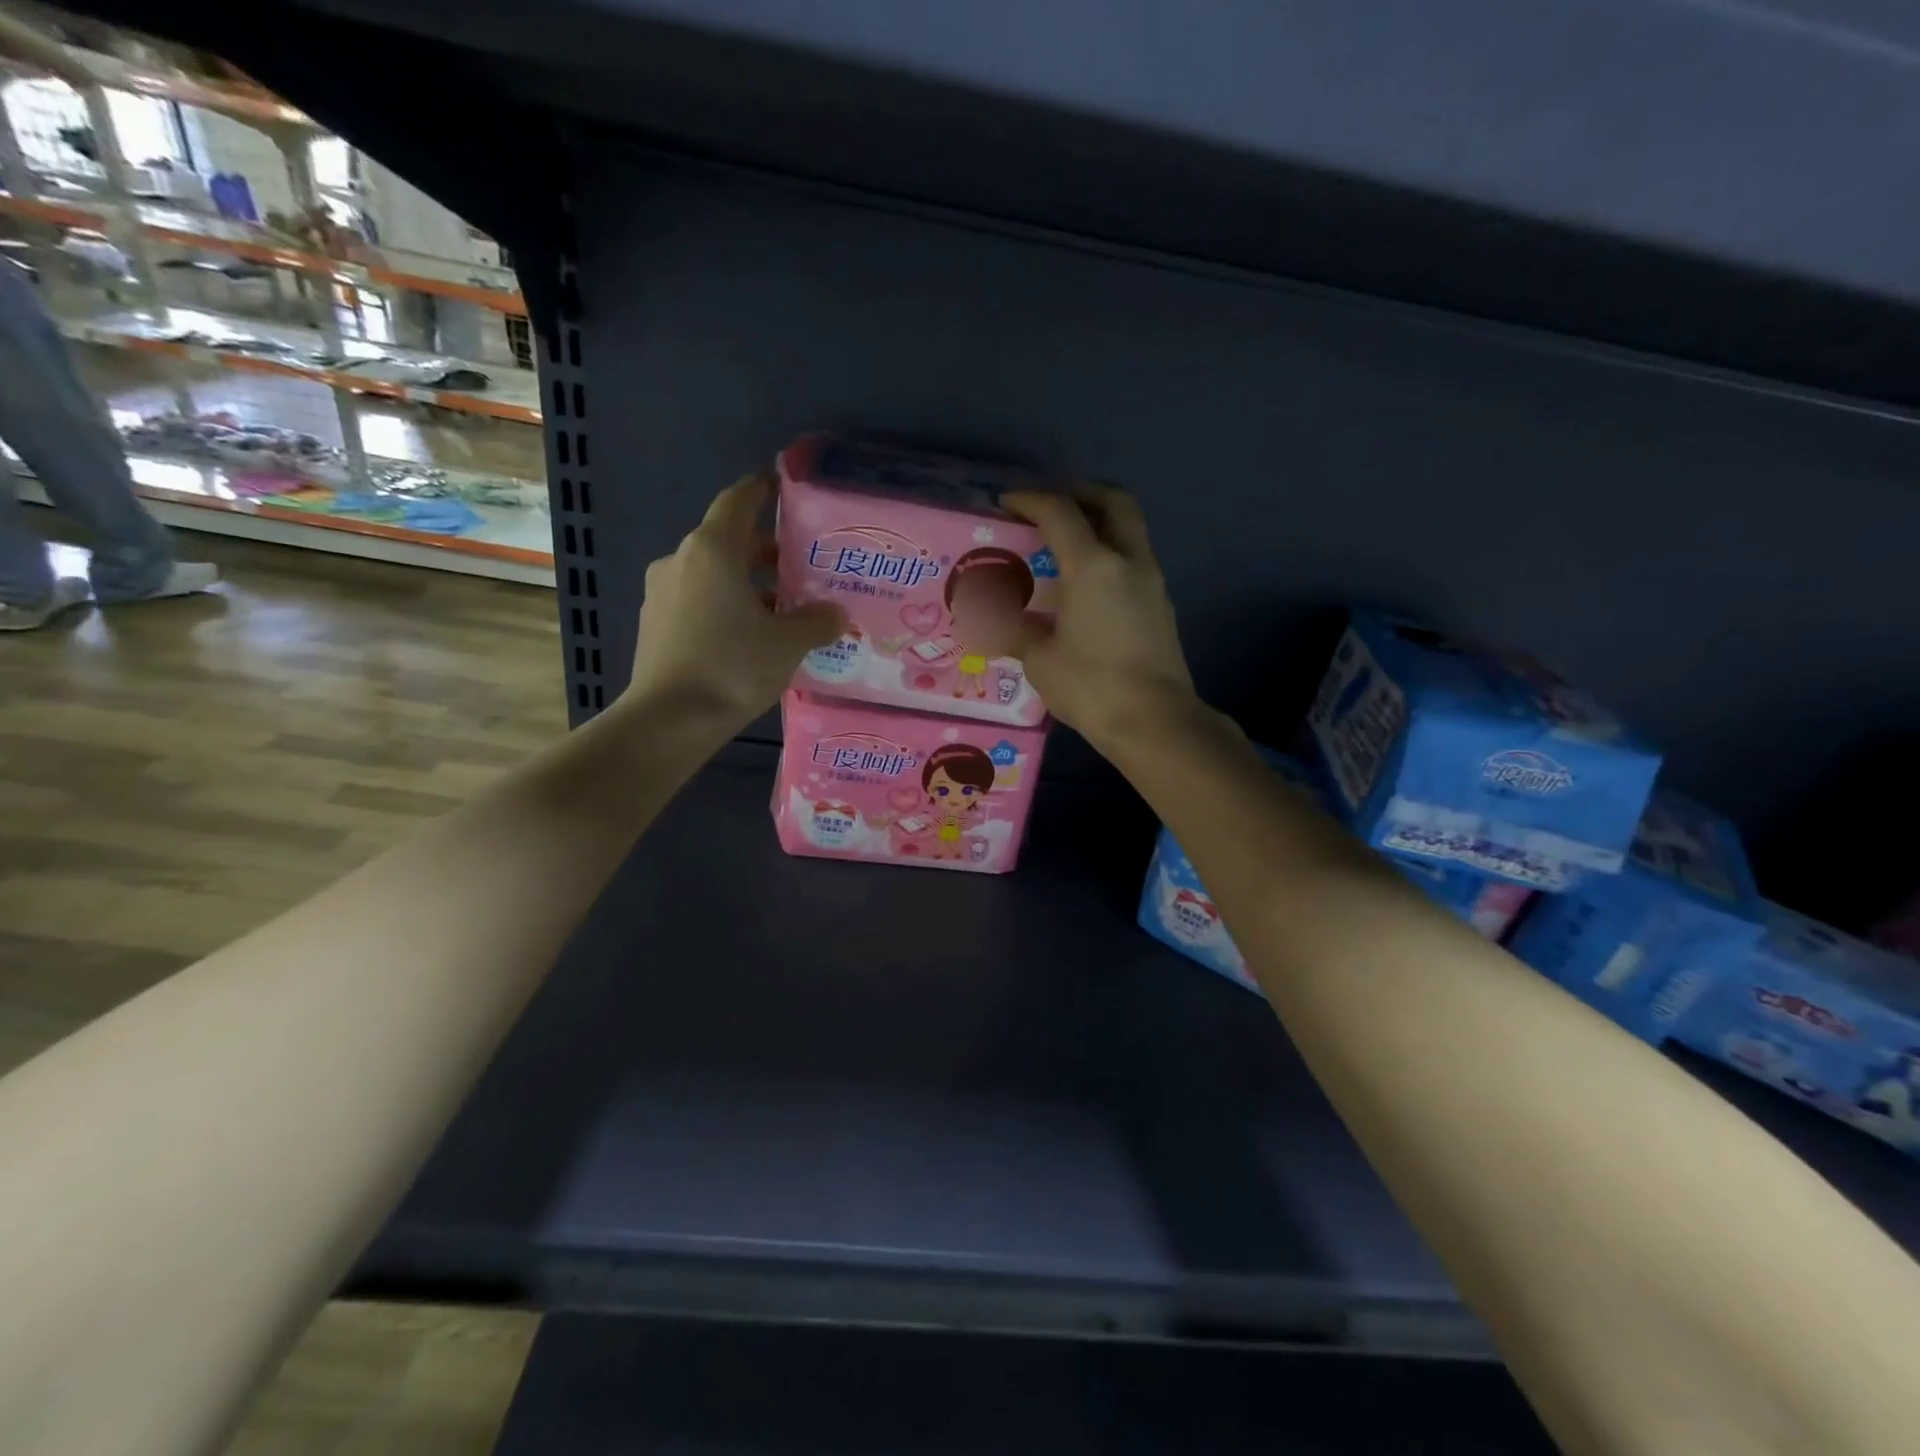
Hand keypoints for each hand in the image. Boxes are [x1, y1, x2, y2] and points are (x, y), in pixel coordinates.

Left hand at [624, 473, 844, 730]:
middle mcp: (681, 560)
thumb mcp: (788, 643)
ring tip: (783, 609)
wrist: (669, 719)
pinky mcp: (655, 623)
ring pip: (713, 574)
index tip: (783, 486)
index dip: (762, 489)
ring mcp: (662, 592)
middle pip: (729, 541)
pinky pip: (698, 600)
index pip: (739, 501)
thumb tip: (837, 614)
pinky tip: (751, 635)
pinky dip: (726, 605)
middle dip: (766, 552)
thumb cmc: (732, 667)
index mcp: (713, 550)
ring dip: (747, 583)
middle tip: (802, 567)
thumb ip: (817, 621)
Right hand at [1000, 484, 1200, 750]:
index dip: (1030, 499)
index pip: (1060, 512)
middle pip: (1113, 501)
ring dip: (1099, 524)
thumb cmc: (1091, 686)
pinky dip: (1110, 555)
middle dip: (1081, 493)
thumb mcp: (1040, 659)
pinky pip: (1134, 560)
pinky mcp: (1161, 606)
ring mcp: (1152, 582)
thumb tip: (992, 621)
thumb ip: (1016, 630)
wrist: (1154, 721)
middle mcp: (1128, 561)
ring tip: (1065, 547)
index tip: (1007, 503)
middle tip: (1052, 507)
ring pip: (1129, 530)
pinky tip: (1086, 586)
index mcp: (1093, 566)